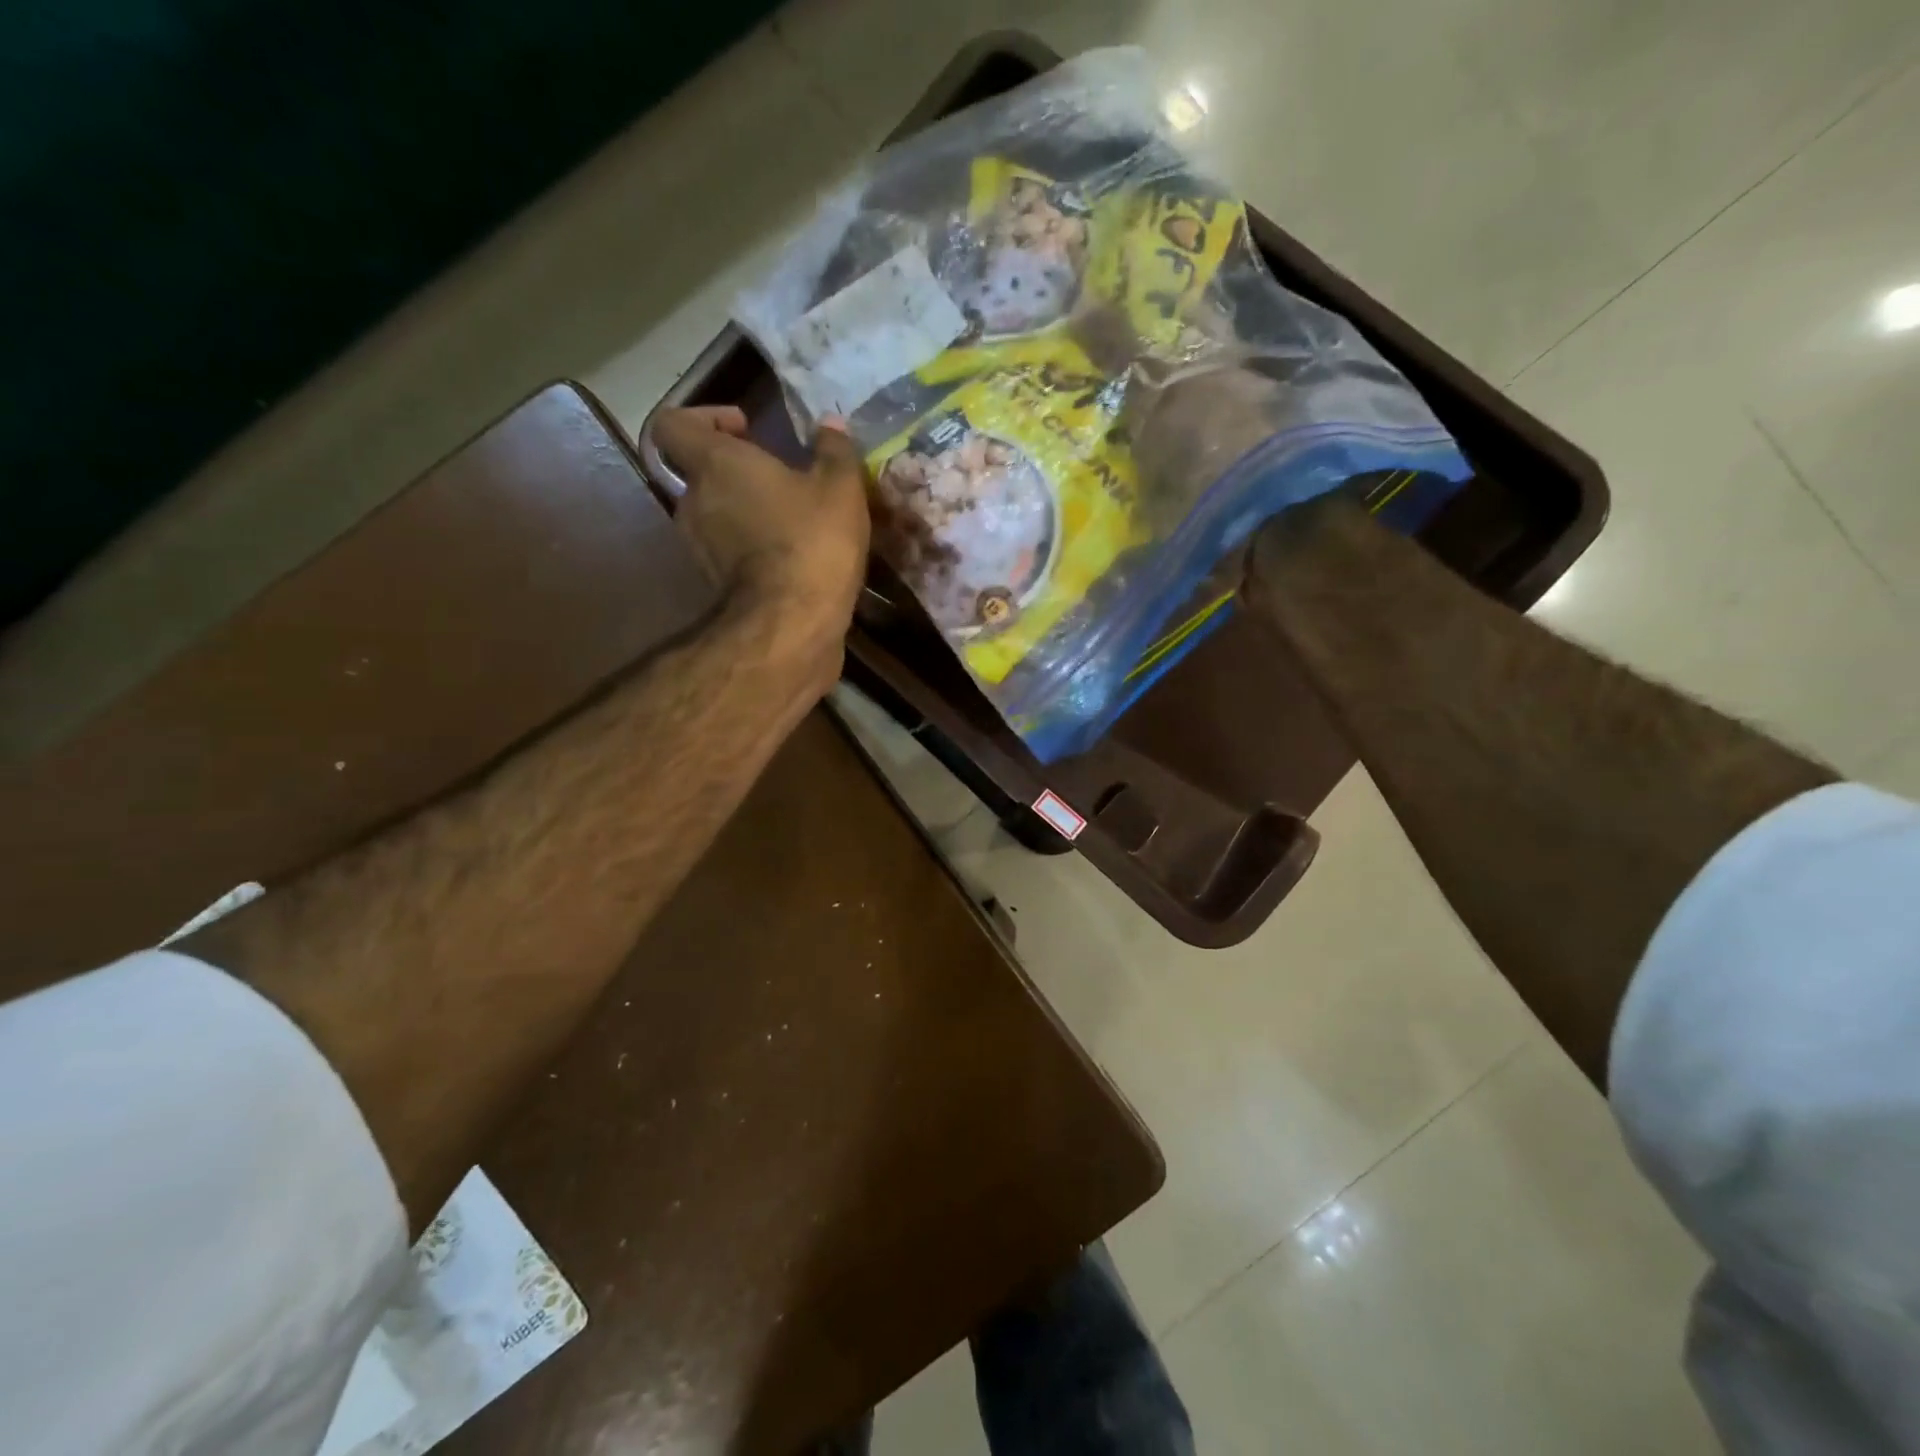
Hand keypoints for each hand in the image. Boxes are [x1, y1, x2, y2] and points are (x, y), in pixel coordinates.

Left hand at [653, 405, 871, 659]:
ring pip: (716, 514)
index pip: (673, 425)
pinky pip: (728, 550)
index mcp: (715, 465)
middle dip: (738, 471)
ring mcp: (699, 547)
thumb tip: (830, 424)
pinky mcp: (715, 584)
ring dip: (747, 511)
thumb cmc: (811, 541)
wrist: (792, 624)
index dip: (703, 418)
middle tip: (781, 477)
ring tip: (792, 519)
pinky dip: (752, 547)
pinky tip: (792, 554)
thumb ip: (834, 450)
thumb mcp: (840, 488)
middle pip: (701, 473)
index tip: (744, 429)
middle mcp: (694, 501)